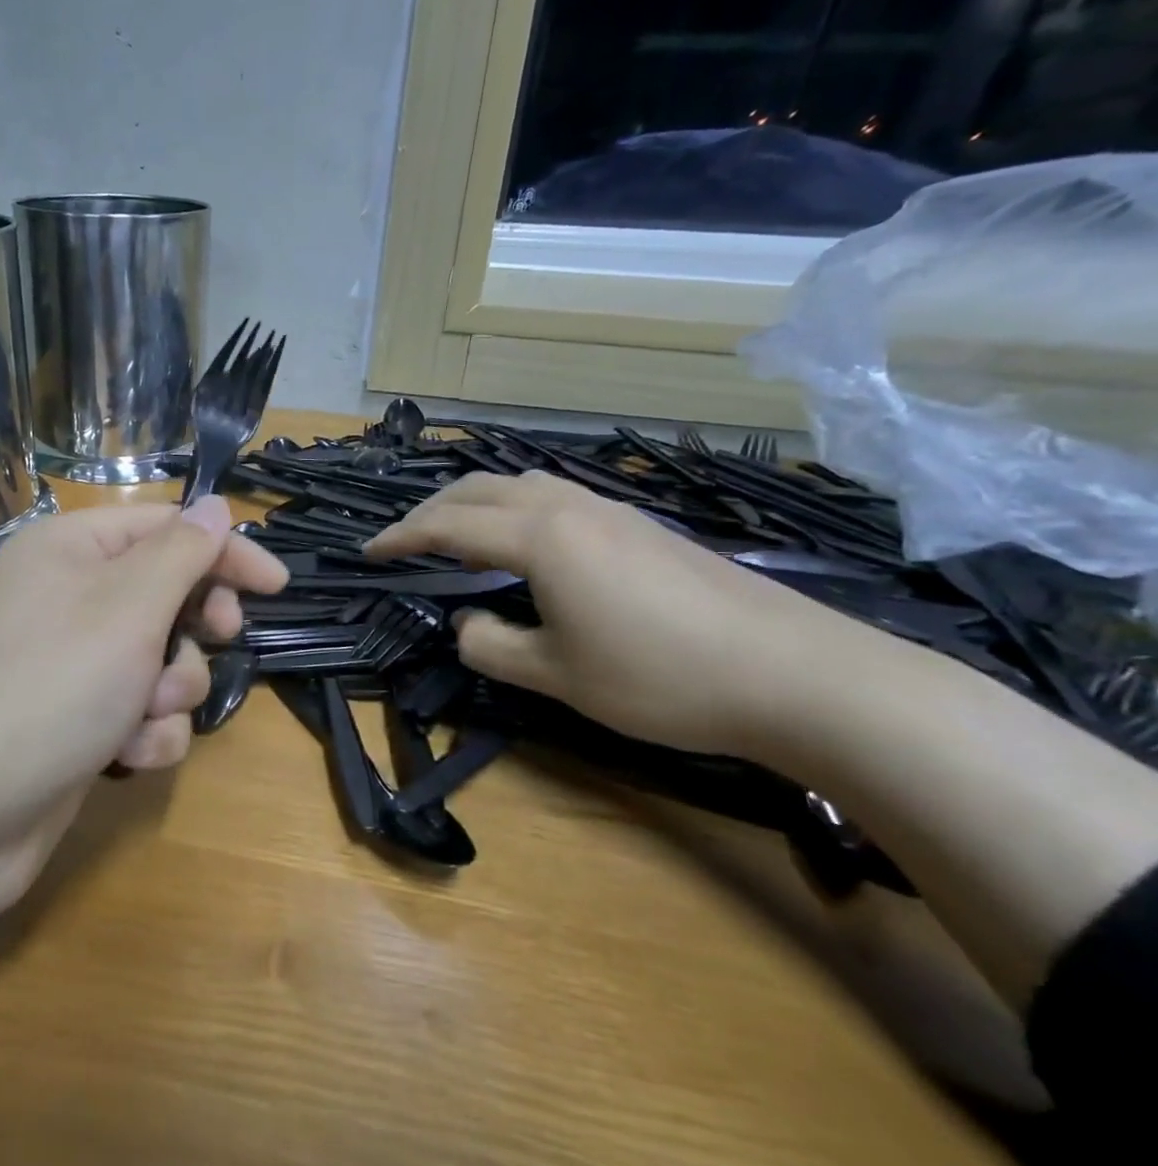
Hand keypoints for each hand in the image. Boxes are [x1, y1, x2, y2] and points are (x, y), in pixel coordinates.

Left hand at [0, 495, 286, 915]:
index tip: (278, 587)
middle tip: (217, 638)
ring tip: (143, 715)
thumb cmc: (50, 686)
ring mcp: (69, 665)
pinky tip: (125, 756)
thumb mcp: (128, 606)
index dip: (225, 551)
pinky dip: (144, 734)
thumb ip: (182, 552)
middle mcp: (67, 598)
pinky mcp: (74, 721)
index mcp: (71, 549)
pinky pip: (138, 713)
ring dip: (170, 691)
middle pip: (166, 594)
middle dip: (194, 630)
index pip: (166, 529)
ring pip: (160, 661)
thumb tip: (214, 505)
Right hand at [364, 471, 866, 756]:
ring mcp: (611, 511)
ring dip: (474, 504)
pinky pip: (554, 499)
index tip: (369, 553)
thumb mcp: (558, 676)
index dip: (402, 538)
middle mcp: (571, 507)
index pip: (449, 525)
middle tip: (403, 542)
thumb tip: (468, 624)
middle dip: (431, 511)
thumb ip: (493, 646)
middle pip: (479, 489)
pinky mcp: (641, 526)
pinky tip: (522, 547)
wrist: (796, 673)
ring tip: (454, 538)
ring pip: (519, 486)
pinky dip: (513, 511)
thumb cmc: (662, 678)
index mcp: (541, 537)